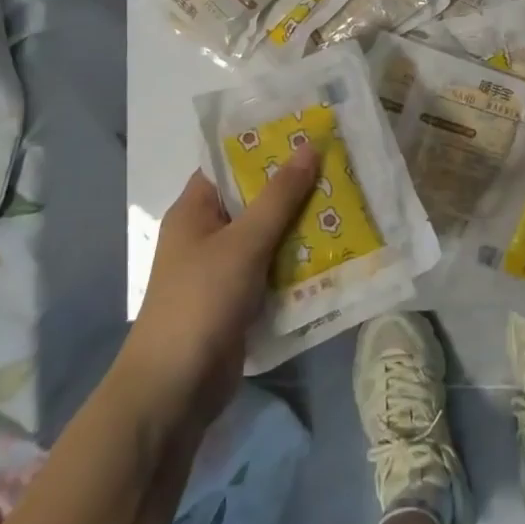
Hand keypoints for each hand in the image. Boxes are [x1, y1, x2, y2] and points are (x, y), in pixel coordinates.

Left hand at [117, 149, 317, 434]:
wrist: (175, 390)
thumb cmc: (201, 301)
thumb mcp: (244, 243)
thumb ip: (278, 197)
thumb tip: (308, 147)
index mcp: (195, 210)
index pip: (231, 164)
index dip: (267, 146)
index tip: (309, 133)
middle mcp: (208, 234)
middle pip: (255, 199)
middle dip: (295, 188)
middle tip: (341, 167)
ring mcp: (224, 269)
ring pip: (269, 235)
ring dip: (302, 225)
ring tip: (349, 203)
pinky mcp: (240, 300)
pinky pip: (274, 269)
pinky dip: (299, 261)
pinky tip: (337, 251)